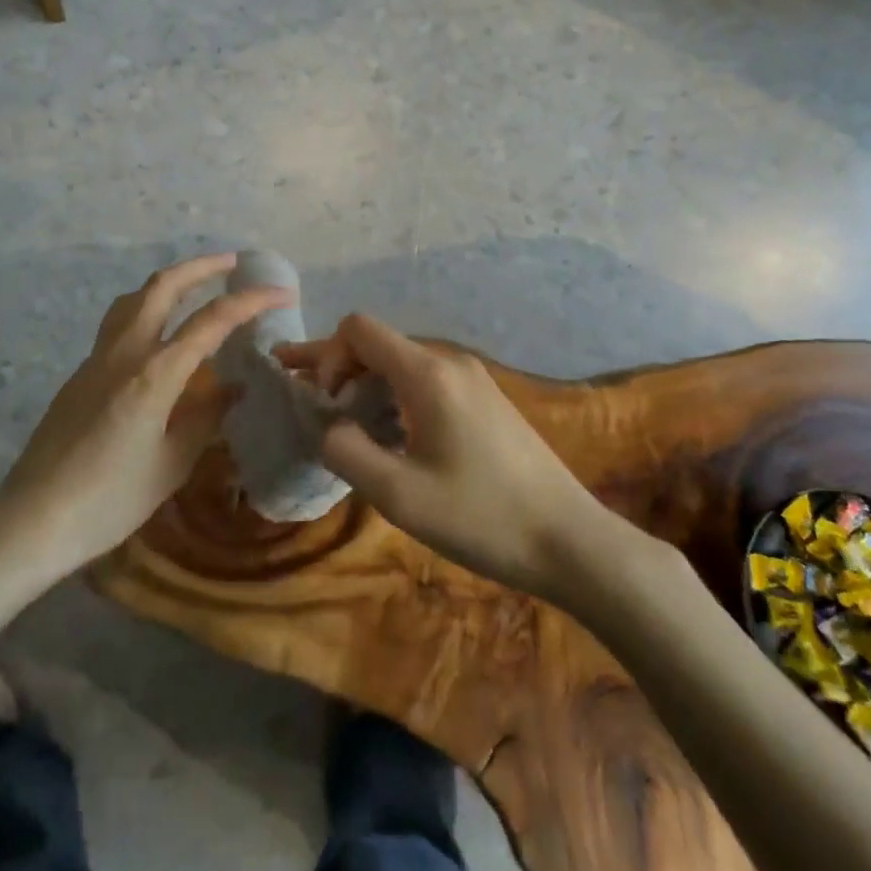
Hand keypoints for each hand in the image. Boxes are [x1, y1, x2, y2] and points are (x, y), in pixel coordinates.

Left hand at [0, 252, 291, 573]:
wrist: (33, 519)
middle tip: (234, 263)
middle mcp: (125, 352)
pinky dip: (148, 309)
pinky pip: (119, 323)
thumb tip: (234, 389)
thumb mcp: (171, 464)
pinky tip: (160, 333)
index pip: (212, 321)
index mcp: (154, 373)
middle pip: (163, 286)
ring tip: (196, 285)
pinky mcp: (81, 373)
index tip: (282, 293)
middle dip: (202, 267)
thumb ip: (206, 418)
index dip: (251, 302)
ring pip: (134, 298)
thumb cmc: (110, 500)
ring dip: (169, 282)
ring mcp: (97, 358)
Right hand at [278, 314, 633, 598]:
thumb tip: (328, 427)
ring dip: (363, 384)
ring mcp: (471, 379)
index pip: (358, 329)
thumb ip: (346, 452)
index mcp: (427, 373)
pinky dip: (391, 395)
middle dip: (335, 366)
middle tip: (300, 391)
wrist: (570, 541)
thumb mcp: (398, 495)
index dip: (327, 356)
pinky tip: (384, 431)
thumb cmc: (481, 517)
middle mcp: (448, 361)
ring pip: (400, 363)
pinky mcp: (483, 400)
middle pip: (377, 343)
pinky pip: (424, 381)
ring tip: (338, 417)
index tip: (325, 403)